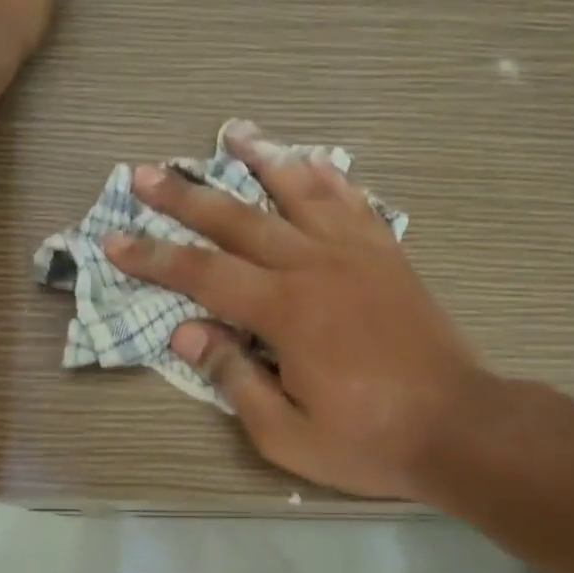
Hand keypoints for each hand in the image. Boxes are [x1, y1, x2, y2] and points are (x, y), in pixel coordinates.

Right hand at [104, 122, 486, 501]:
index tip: (115, 241)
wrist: (458, 427)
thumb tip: (186, 334)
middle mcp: (315, 266)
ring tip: (233, 132)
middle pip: (239, 220)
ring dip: (261, 159)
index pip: (203, 274)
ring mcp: (357, 253)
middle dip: (186, 196)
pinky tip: (312, 159)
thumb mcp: (286, 433)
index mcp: (286, 311)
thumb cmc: (367, 440)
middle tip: (144, 173)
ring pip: (300, 191)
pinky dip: (328, 176)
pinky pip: (353, 202)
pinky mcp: (388, 256)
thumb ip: (234, 378)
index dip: (154, 257)